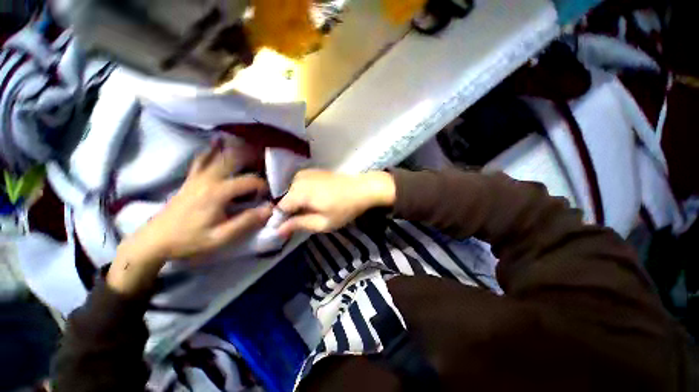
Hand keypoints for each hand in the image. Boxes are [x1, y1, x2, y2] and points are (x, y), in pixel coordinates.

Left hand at [108, 140, 272, 294]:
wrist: (153, 241)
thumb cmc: (189, 240)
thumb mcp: (220, 237)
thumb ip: (246, 221)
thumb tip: (270, 209)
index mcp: (217, 192)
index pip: (249, 181)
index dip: (263, 186)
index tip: (268, 196)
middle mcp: (207, 179)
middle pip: (234, 159)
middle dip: (253, 159)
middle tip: (266, 165)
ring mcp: (197, 177)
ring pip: (218, 155)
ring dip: (235, 150)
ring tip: (251, 148)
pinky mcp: (190, 179)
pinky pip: (203, 159)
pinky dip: (212, 150)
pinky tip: (218, 143)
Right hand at [277, 169, 395, 236]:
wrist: (363, 188)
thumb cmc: (345, 208)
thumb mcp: (323, 222)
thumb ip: (299, 224)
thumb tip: (278, 230)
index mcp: (299, 192)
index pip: (279, 208)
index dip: (282, 220)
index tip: (290, 230)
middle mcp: (298, 179)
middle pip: (286, 199)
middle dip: (291, 211)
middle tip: (305, 221)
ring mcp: (306, 173)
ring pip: (292, 192)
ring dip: (298, 203)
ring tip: (313, 211)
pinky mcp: (313, 171)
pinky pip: (300, 185)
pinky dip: (303, 194)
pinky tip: (316, 200)